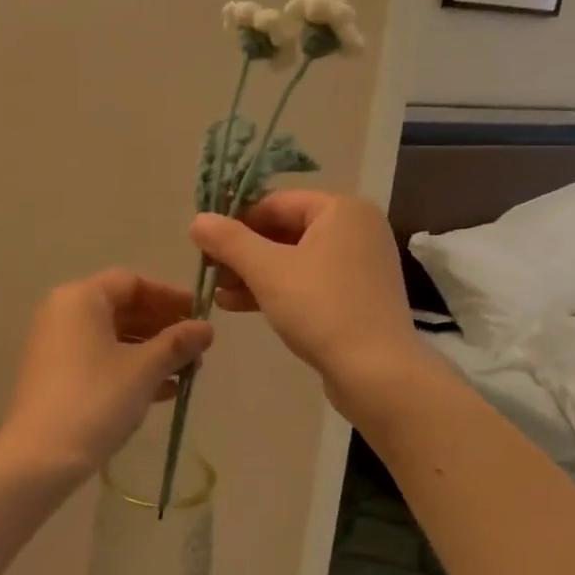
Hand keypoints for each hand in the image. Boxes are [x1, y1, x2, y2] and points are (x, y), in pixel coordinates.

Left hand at [0, 270, 213, 480]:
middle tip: (198, 347)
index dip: (170, 297)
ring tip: (188, 372)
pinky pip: (99, 359)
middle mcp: (63, 313)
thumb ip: (177, 343)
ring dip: (151, 351)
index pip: (132, 283)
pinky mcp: (55, 375)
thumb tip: (207, 328)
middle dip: (163, 328)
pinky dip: (130, 368)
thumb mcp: (144, 369)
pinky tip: (164, 391)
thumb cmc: (97, 399)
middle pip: (122, 308)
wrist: (41, 456)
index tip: (201, 316)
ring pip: (112, 337)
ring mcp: (56, 345)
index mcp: (81, 298)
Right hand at [190, 192, 419, 407]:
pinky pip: (309, 282)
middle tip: (210, 271)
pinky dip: (276, 290)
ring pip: (294, 259)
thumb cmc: (321, 308)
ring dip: (253, 274)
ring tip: (218, 293)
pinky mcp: (356, 297)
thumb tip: (198, 220)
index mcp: (342, 210)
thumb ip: (229, 241)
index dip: (236, 220)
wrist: (376, 372)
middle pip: (285, 230)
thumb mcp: (266, 270)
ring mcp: (359, 265)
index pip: (276, 202)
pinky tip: (239, 306)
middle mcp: (356, 229)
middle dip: (243, 252)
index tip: (206, 244)